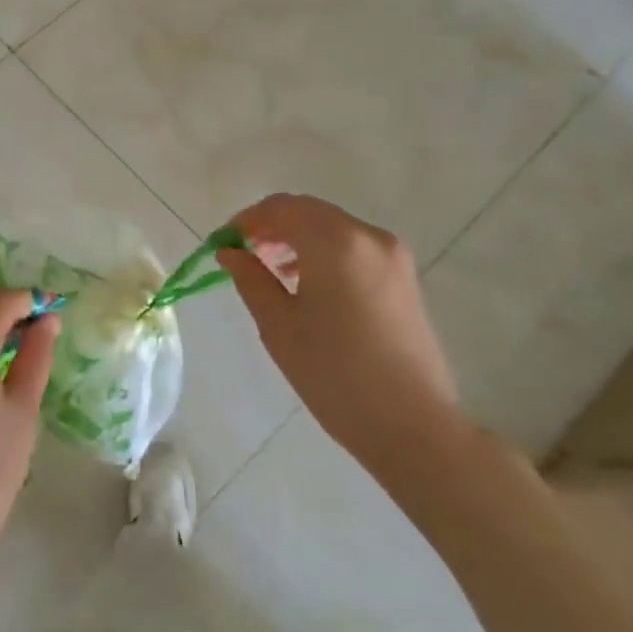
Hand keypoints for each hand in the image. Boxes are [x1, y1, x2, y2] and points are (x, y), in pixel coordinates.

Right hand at [218, 194, 461, 463]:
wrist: (411, 423)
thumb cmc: (333, 374)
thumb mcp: (278, 325)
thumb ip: (250, 278)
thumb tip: (230, 253)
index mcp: (335, 242)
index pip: (280, 208)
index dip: (245, 221)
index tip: (221, 245)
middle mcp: (368, 236)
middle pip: (308, 211)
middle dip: (271, 226)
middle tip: (242, 255)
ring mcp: (392, 255)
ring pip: (332, 227)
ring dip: (297, 237)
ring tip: (270, 269)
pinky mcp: (404, 277)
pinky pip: (353, 246)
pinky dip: (323, 251)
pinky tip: (306, 283)